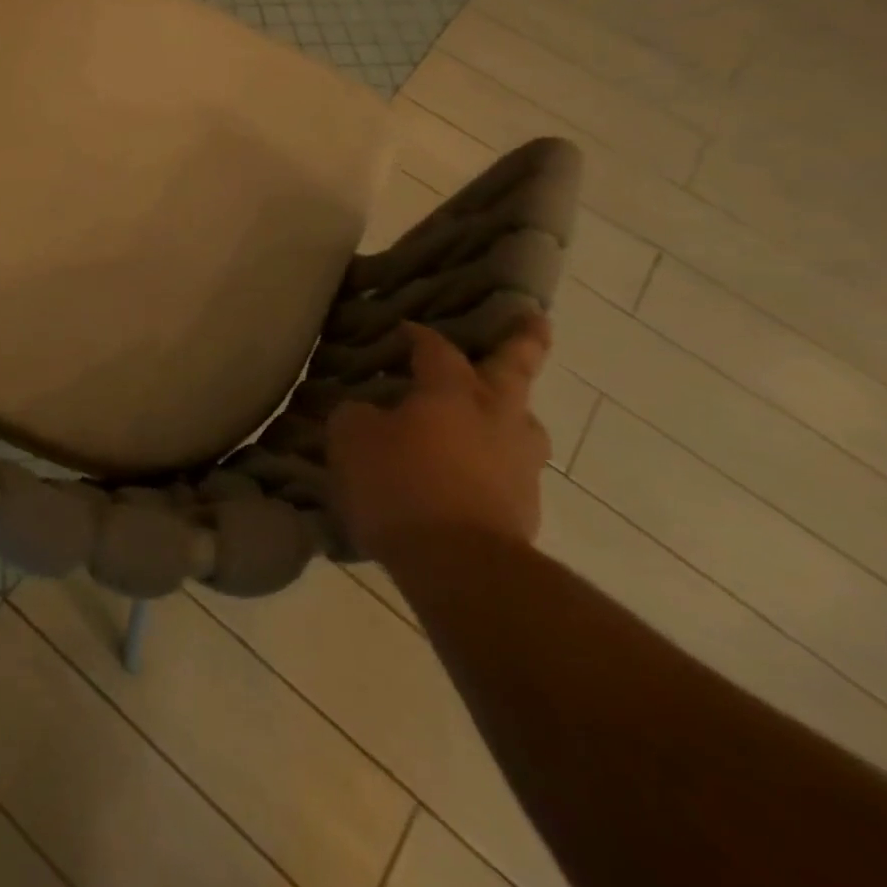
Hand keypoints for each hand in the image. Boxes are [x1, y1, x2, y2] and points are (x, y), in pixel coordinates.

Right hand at [326, 315, 552, 564]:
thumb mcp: (352, 439)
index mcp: (453, 392)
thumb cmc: (400, 485)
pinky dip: (494, 461)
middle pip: (515, 370)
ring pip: (523, 424)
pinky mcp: (525, 507)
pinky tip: (471, 472)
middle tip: (534, 319)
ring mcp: (519, 464)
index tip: (404, 329)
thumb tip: (367, 411)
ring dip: (513, 412)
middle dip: (524, 342)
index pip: (437, 350)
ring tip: (497, 412)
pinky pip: (510, 468)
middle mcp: (496, 418)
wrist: (460, 566)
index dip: (420, 336)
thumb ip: (357, 415)